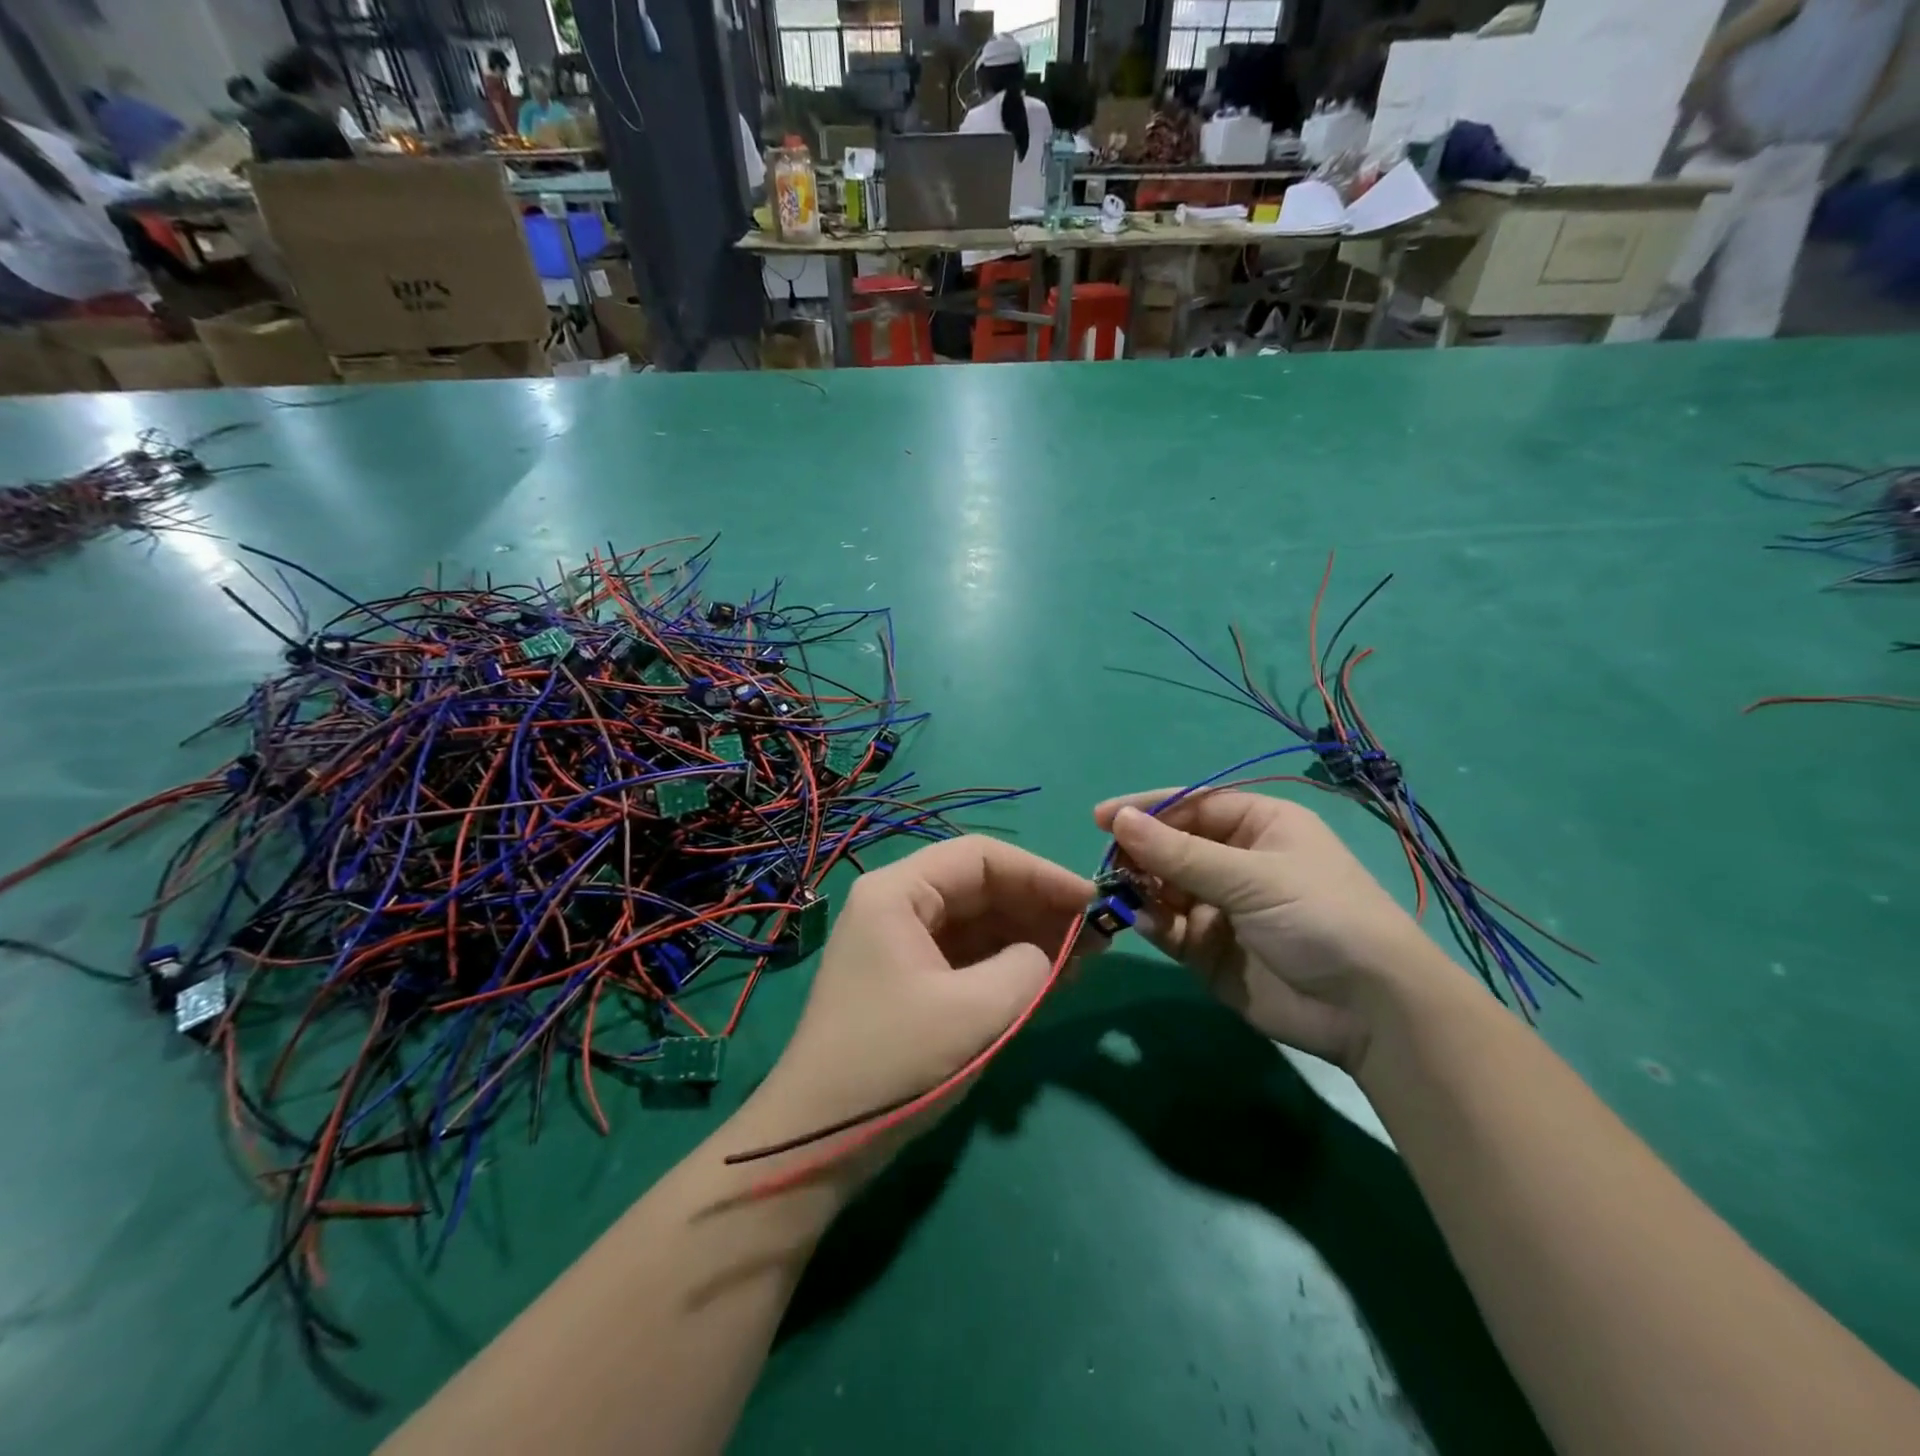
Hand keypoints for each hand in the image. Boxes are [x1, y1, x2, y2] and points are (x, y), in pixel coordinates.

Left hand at [745, 837, 1091, 1179]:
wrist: (819, 1141)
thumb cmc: (893, 1063)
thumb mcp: (974, 1013)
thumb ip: (1026, 967)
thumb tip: (1044, 954)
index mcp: (898, 892)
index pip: (980, 857)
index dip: (1040, 873)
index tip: (1090, 900)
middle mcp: (897, 905)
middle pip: (980, 887)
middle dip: (1038, 907)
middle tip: (1095, 934)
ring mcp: (901, 944)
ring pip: (978, 922)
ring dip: (1028, 936)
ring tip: (1082, 957)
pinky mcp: (909, 980)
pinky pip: (967, 956)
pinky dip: (1007, 964)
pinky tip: (1047, 979)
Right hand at [1094, 791, 1435, 1070]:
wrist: (1370, 1011)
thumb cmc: (1319, 917)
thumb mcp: (1251, 876)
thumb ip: (1180, 852)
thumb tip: (1118, 819)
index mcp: (1259, 826)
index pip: (1192, 805)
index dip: (1148, 809)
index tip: (1102, 819)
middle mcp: (1236, 861)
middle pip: (1172, 846)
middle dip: (1140, 852)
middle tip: (1108, 864)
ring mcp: (1221, 907)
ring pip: (1164, 887)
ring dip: (1140, 887)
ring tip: (1119, 892)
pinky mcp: (1209, 949)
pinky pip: (1168, 927)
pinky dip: (1151, 922)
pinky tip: (1142, 921)